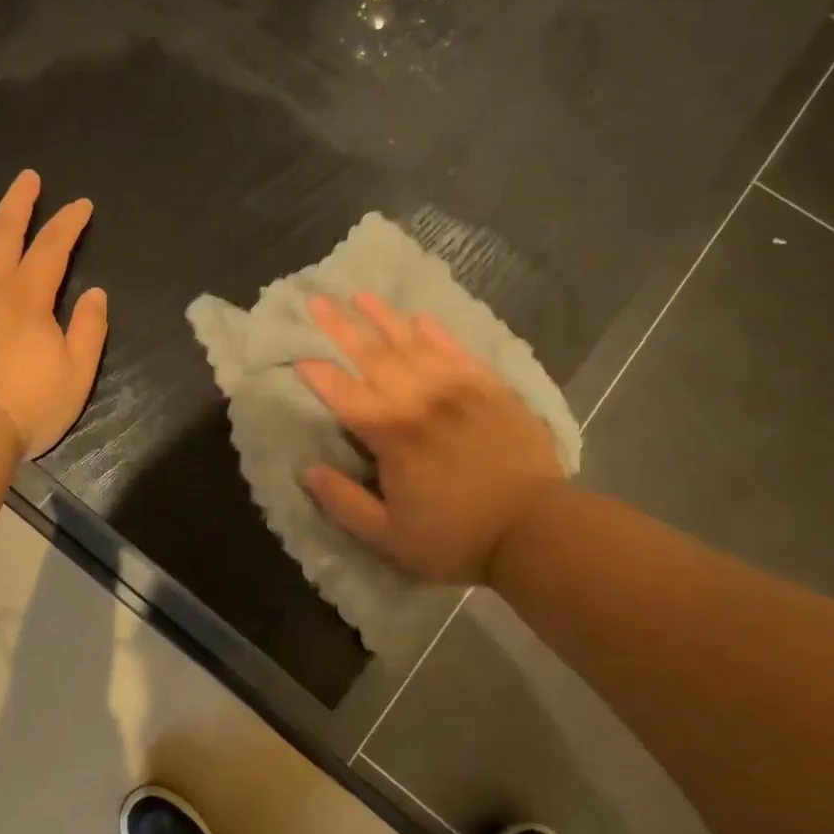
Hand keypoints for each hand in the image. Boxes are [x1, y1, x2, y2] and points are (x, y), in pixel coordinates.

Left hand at [0, 171, 107, 458]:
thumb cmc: (25, 407)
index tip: (81, 205)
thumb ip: (89, 331)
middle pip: (4, 232)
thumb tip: (96, 293)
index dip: (68, 223)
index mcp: (29, 298)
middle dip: (19, 202)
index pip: (53, 248)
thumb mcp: (76, 376)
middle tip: (28, 178)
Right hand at [295, 293, 564, 585]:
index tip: (297, 355)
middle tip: (317, 301)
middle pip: (372, 356)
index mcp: (391, 435)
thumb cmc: (456, 538)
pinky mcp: (490, 388)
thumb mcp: (389, 537)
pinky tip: (419, 318)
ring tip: (360, 296)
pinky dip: (435, 332)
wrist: (536, 531)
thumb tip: (307, 471)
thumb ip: (343, 503)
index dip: (317, 374)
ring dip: (383, 317)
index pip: (343, 394)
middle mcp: (420, 400)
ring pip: (413, 343)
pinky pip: (457, 350)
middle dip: (340, 327)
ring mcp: (458, 389)